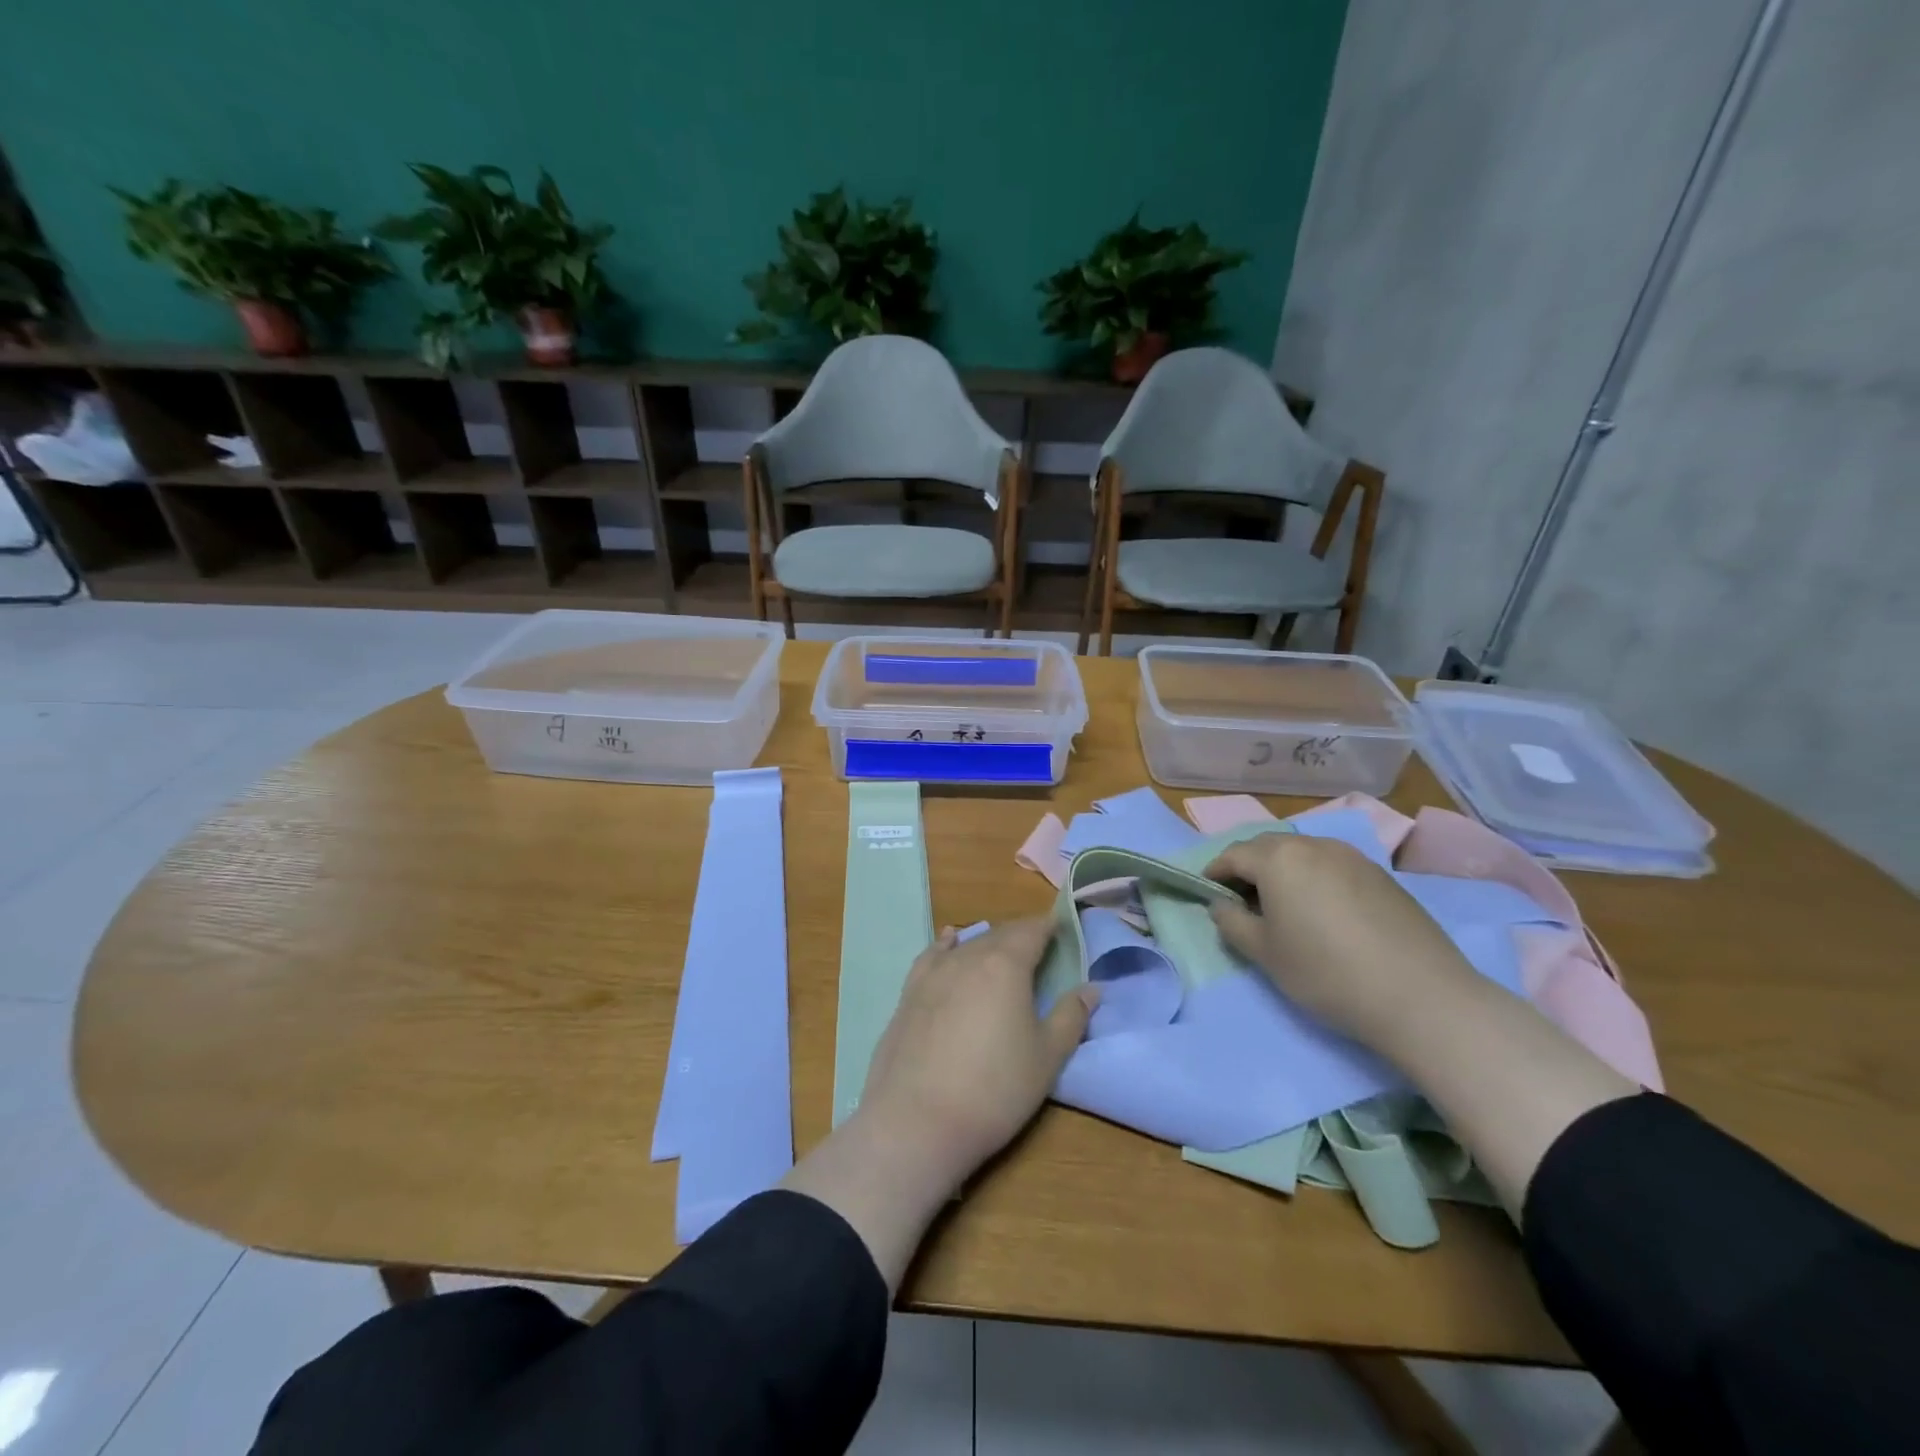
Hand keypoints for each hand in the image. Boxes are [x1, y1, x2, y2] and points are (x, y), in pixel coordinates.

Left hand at [860, 917, 1098, 1184]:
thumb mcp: (1047, 1058)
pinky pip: (933, 955)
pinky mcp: (909, 993)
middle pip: (1000, 935)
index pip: (1031, 931)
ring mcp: (934, 973)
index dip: (1048, 927)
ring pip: (968, 945)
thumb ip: (1070, 1016)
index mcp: (1006, 965)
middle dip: (1021, 937)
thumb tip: (1092, 988)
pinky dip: (946, 945)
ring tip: (1002, 953)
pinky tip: (949, 940)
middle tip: (1039, 951)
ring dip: (988, 944)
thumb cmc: (995, 1089)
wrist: (917, 1121)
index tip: (1061, 930)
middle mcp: (968, 957)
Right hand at [1205, 832, 1477, 1044]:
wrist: (1421, 997)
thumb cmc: (1327, 972)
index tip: (1209, 895)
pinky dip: (1315, 880)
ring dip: (1283, 872)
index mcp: (1279, 858)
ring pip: (1303, 855)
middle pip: (1268, 847)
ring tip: (1283, 908)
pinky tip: (1324, 914)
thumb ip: (1232, 923)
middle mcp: (1314, 846)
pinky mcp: (1381, 875)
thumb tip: (1221, 905)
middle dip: (1248, 868)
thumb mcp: (1265, 954)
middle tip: (1242, 902)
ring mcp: (1352, 857)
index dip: (1215, 873)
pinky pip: (1333, 867)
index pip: (1233, 854)